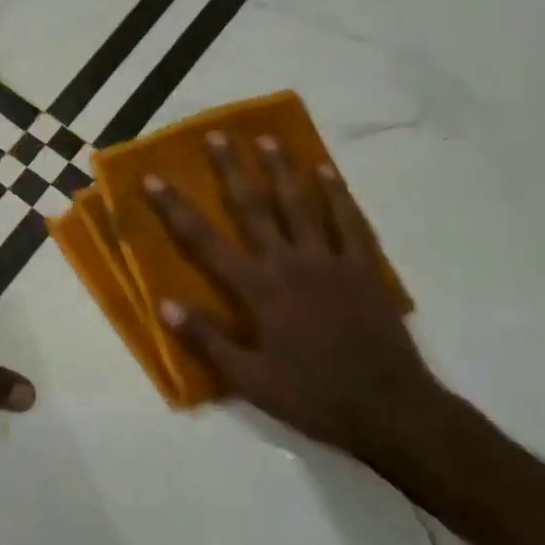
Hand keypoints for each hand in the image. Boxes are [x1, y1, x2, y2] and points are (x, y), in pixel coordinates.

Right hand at [144, 131, 443, 463]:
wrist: (390, 410)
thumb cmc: (313, 396)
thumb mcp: (250, 380)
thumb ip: (207, 340)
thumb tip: (163, 304)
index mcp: (259, 289)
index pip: (205, 241)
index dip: (176, 208)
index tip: (154, 178)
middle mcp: (290, 263)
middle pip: (254, 207)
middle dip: (232, 169)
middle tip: (216, 135)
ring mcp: (330, 261)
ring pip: (301, 204)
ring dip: (282, 169)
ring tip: (267, 139)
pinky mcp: (364, 268)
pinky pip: (350, 222)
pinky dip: (337, 194)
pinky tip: (327, 170)